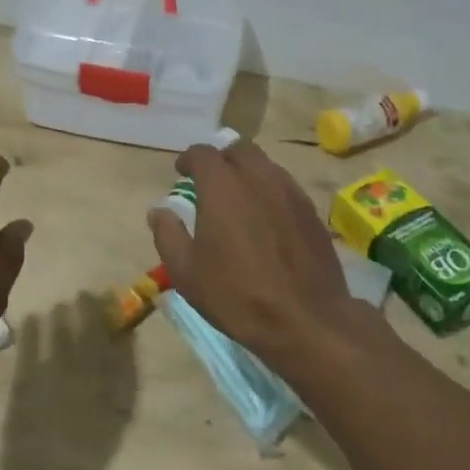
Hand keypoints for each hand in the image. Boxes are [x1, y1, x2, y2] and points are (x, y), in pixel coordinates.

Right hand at [147, 139, 354, 367]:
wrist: (305, 320)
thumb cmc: (236, 294)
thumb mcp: (186, 272)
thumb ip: (168, 234)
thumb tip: (158, 211)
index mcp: (222, 186)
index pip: (202, 153)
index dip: (189, 159)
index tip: (181, 172)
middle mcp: (258, 178)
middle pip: (239, 149)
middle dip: (222, 159)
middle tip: (211, 181)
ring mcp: (290, 192)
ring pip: (266, 166)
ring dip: (248, 173)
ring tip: (239, 199)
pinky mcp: (311, 212)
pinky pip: (286, 187)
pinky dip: (270, 192)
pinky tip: (266, 219)